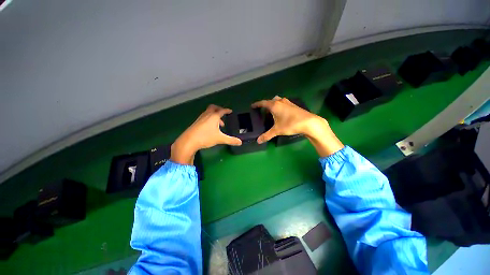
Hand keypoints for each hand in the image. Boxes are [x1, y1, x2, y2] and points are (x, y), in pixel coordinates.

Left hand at [171, 105, 241, 164]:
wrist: (188, 141)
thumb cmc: (206, 137)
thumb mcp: (220, 139)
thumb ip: (231, 140)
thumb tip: (240, 142)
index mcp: (214, 116)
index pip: (222, 111)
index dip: (227, 110)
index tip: (230, 111)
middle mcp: (207, 115)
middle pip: (213, 108)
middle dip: (219, 109)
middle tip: (223, 114)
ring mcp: (200, 118)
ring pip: (208, 112)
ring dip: (214, 115)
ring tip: (219, 124)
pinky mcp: (196, 122)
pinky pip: (205, 117)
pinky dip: (209, 119)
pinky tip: (210, 127)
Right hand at [252, 96, 343, 156]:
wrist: (309, 122)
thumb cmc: (290, 124)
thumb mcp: (277, 130)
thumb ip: (267, 135)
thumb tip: (258, 141)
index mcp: (274, 105)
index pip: (263, 103)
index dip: (257, 104)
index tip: (252, 106)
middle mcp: (281, 101)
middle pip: (270, 100)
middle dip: (266, 105)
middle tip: (263, 111)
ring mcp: (288, 102)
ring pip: (278, 101)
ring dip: (273, 105)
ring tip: (272, 113)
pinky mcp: (294, 105)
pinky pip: (283, 103)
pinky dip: (280, 106)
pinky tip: (282, 114)